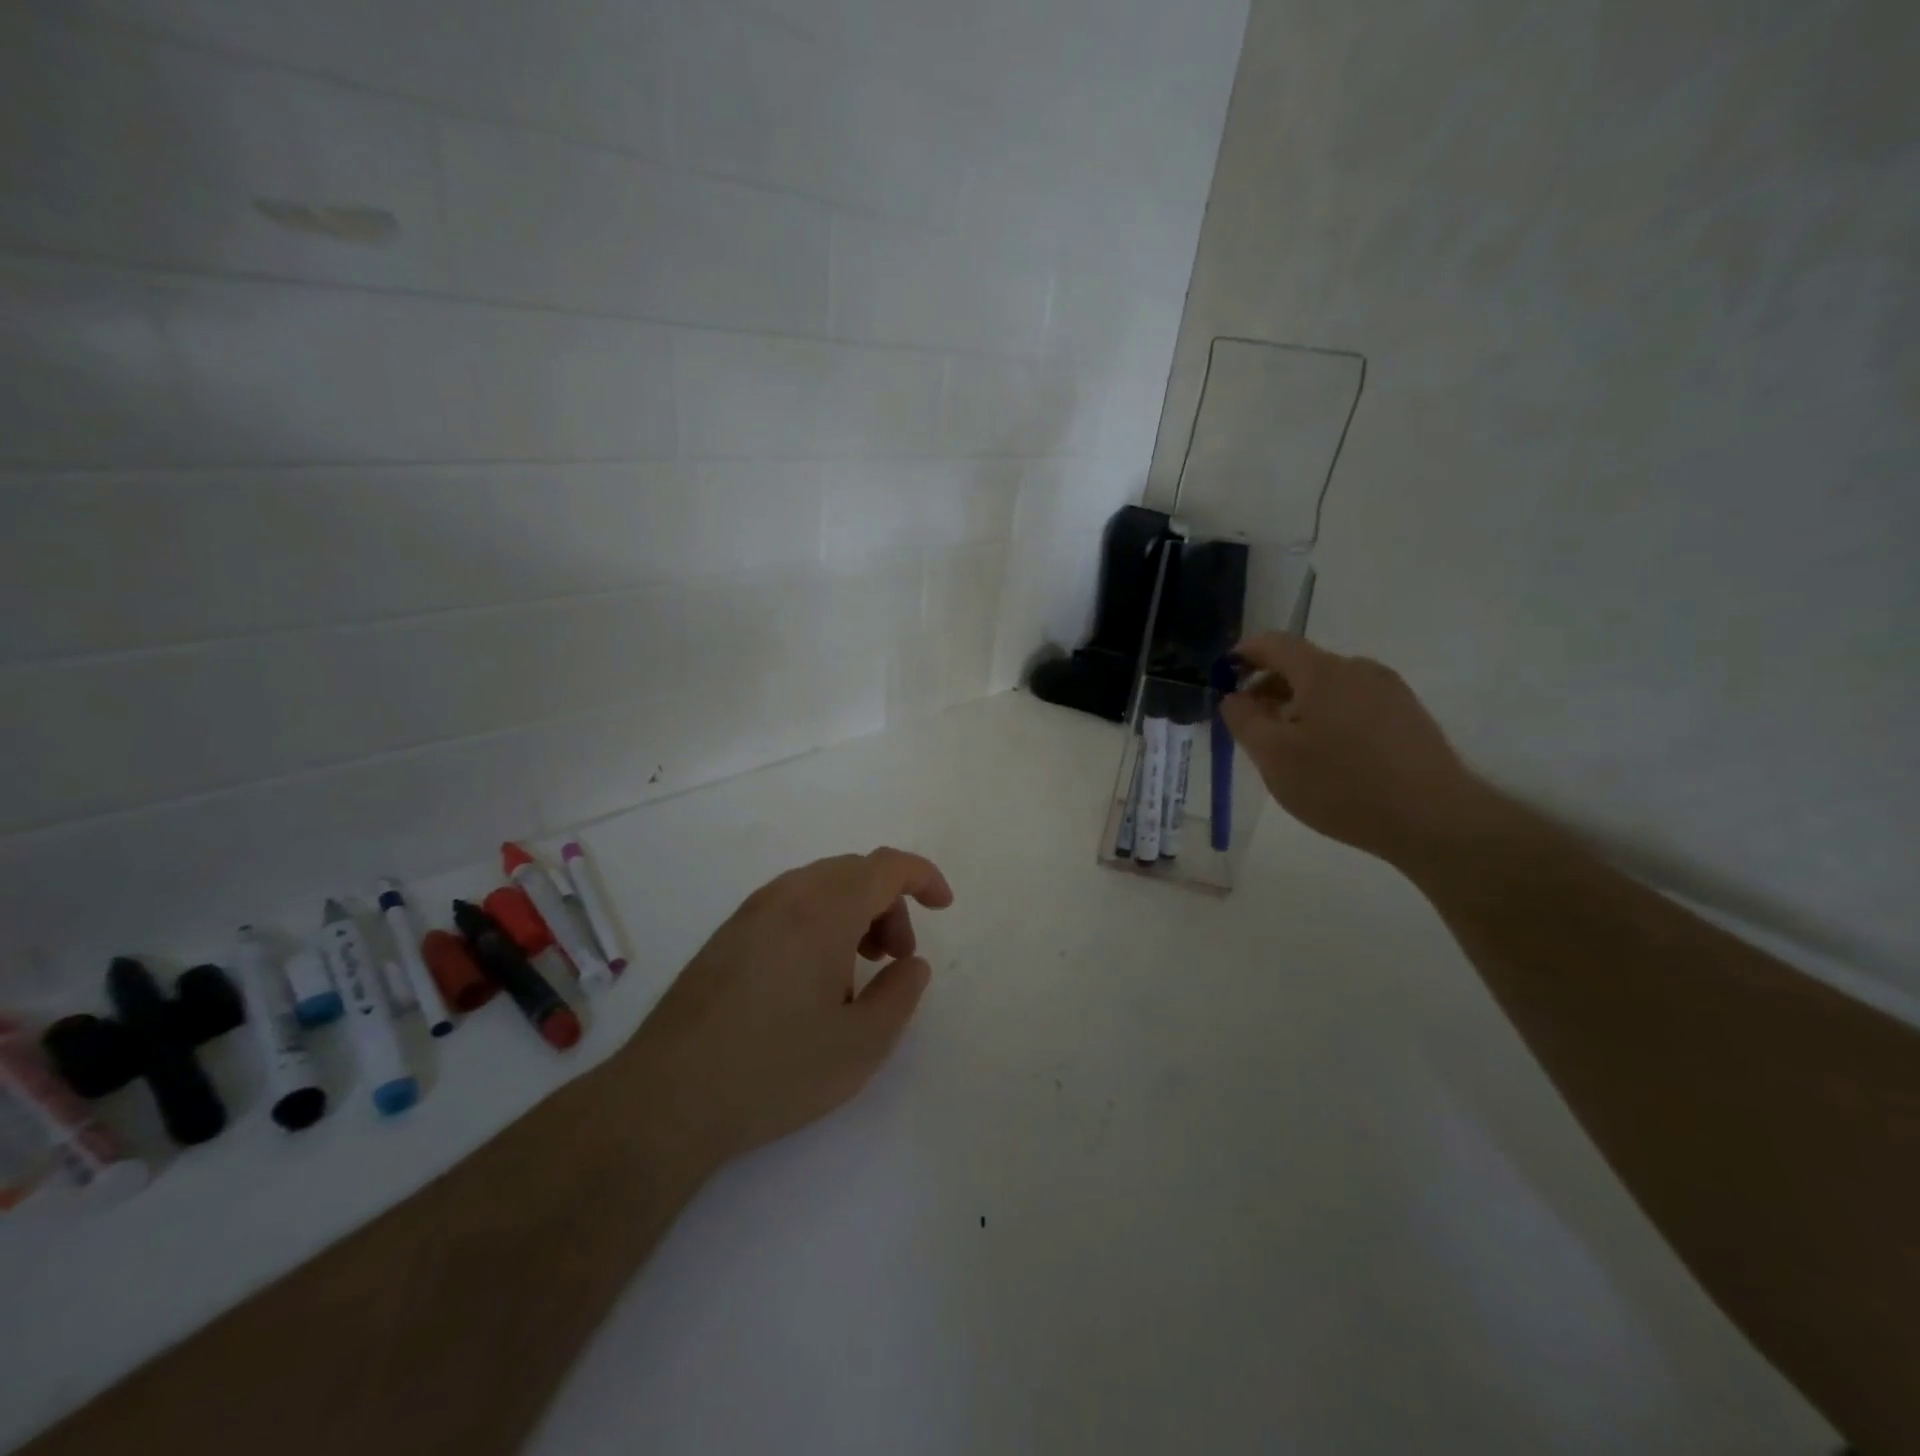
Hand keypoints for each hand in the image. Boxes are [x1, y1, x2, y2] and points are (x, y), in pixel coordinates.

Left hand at [620, 848, 953, 1181]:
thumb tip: (912, 964)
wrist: (666, 1098)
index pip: (885, 866)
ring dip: (854, 914)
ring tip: (856, 975)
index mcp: (823, 910)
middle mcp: (785, 896)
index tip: (944, 906)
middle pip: (854, 873)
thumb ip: (900, 995)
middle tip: (895, 959)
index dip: (923, 877)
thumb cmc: (774, 1069)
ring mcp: (749, 913)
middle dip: (889, 905)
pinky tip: (812, 982)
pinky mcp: (726, 936)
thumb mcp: (860, 1045)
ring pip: (820, 888)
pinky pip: (789, 906)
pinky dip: (819, 923)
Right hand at [1219, 634, 1491, 868]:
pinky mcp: (1409, 717)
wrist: (1433, 819)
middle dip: (1269, 688)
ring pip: (1329, 688)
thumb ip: (1244, 720)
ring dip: (1299, 706)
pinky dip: (1328, 719)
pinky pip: (1354, 705)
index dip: (1243, 655)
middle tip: (1251, 725)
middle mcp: (1359, 670)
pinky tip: (1328, 758)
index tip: (1223, 679)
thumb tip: (1234, 697)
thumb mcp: (1273, 756)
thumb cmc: (1341, 784)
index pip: (1273, 643)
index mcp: (1323, 671)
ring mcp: (1390, 692)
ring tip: (1289, 748)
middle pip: (1302, 665)